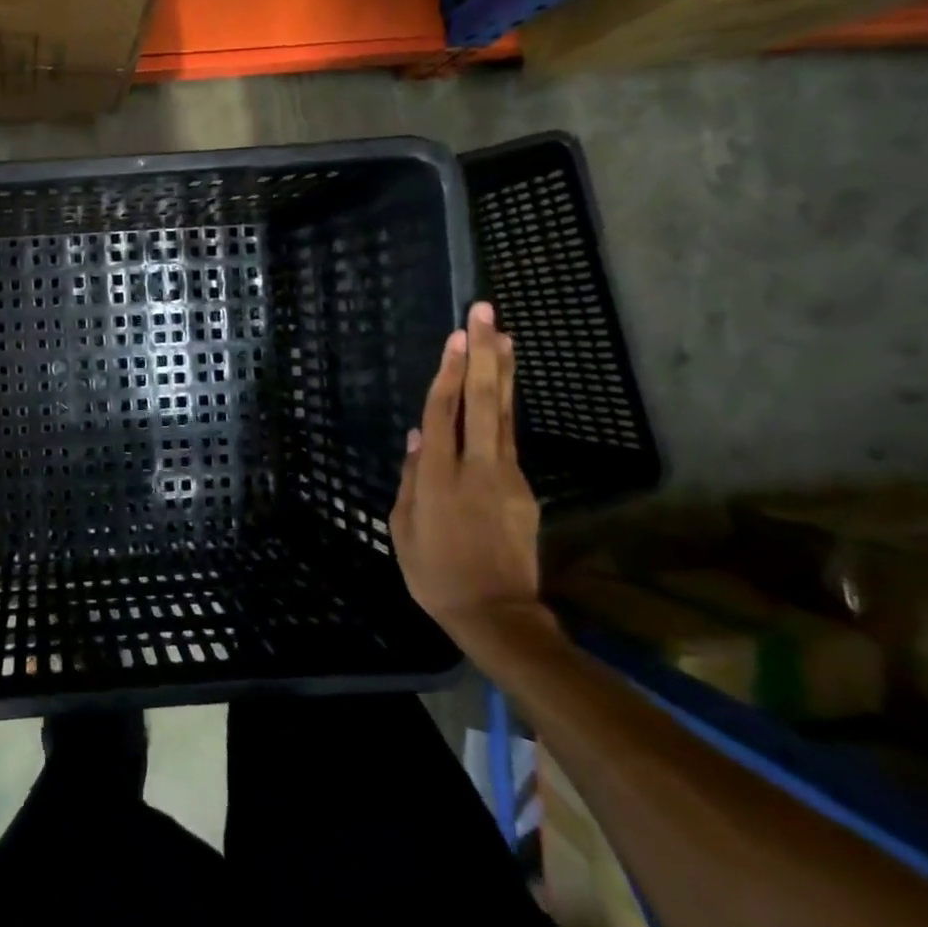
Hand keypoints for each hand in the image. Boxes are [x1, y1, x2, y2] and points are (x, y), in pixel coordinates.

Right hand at [389, 302, 542, 636]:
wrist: (495, 612)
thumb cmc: (433, 573)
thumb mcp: (402, 528)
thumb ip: (410, 479)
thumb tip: (416, 437)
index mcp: (438, 477)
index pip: (443, 413)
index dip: (449, 373)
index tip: (458, 336)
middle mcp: (475, 467)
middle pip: (482, 402)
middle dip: (483, 355)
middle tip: (486, 314)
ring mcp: (507, 477)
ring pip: (504, 415)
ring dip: (503, 373)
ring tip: (505, 337)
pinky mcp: (524, 490)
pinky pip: (510, 441)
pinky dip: (505, 410)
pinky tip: (501, 392)